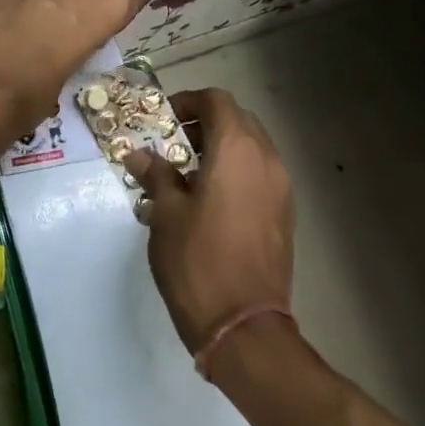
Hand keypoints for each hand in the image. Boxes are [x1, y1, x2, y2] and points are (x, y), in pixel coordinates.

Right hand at [124, 88, 294, 352]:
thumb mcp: (166, 214)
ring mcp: (282, 188)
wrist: (244, 325)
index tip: (164, 120)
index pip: (217, 100)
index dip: (188, 101)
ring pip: (252, 147)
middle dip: (205, 124)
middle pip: (238, 120)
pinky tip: (210, 200)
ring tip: (188, 174)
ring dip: (222, 148)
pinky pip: (260, 174)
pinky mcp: (285, 214)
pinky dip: (237, 171)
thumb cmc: (198, 261)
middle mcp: (267, 159)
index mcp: (237, 150)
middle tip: (173, 145)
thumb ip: (156, 175)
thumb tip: (139, 155)